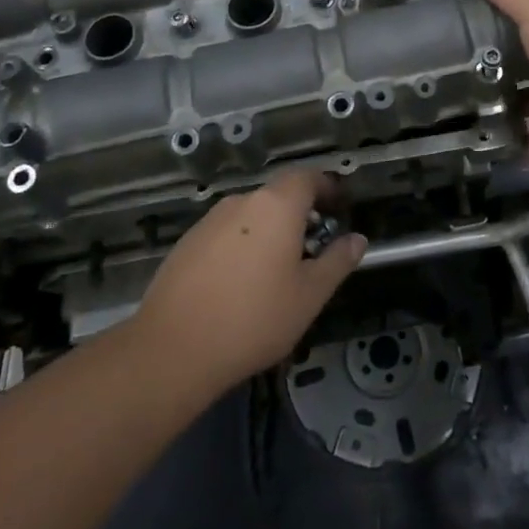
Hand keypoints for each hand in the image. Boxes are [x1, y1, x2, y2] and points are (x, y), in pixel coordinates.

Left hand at [133, 170, 365, 394]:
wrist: (171, 350)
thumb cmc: (253, 319)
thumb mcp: (309, 296)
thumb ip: (337, 262)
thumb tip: (357, 239)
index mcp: (276, 206)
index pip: (307, 177)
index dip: (327, 188)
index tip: (340, 208)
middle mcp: (242, 202)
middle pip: (278, 195)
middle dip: (300, 214)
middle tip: (313, 247)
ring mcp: (209, 221)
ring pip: (251, 216)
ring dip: (270, 232)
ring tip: (277, 272)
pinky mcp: (186, 243)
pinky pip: (226, 234)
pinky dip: (242, 246)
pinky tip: (240, 284)